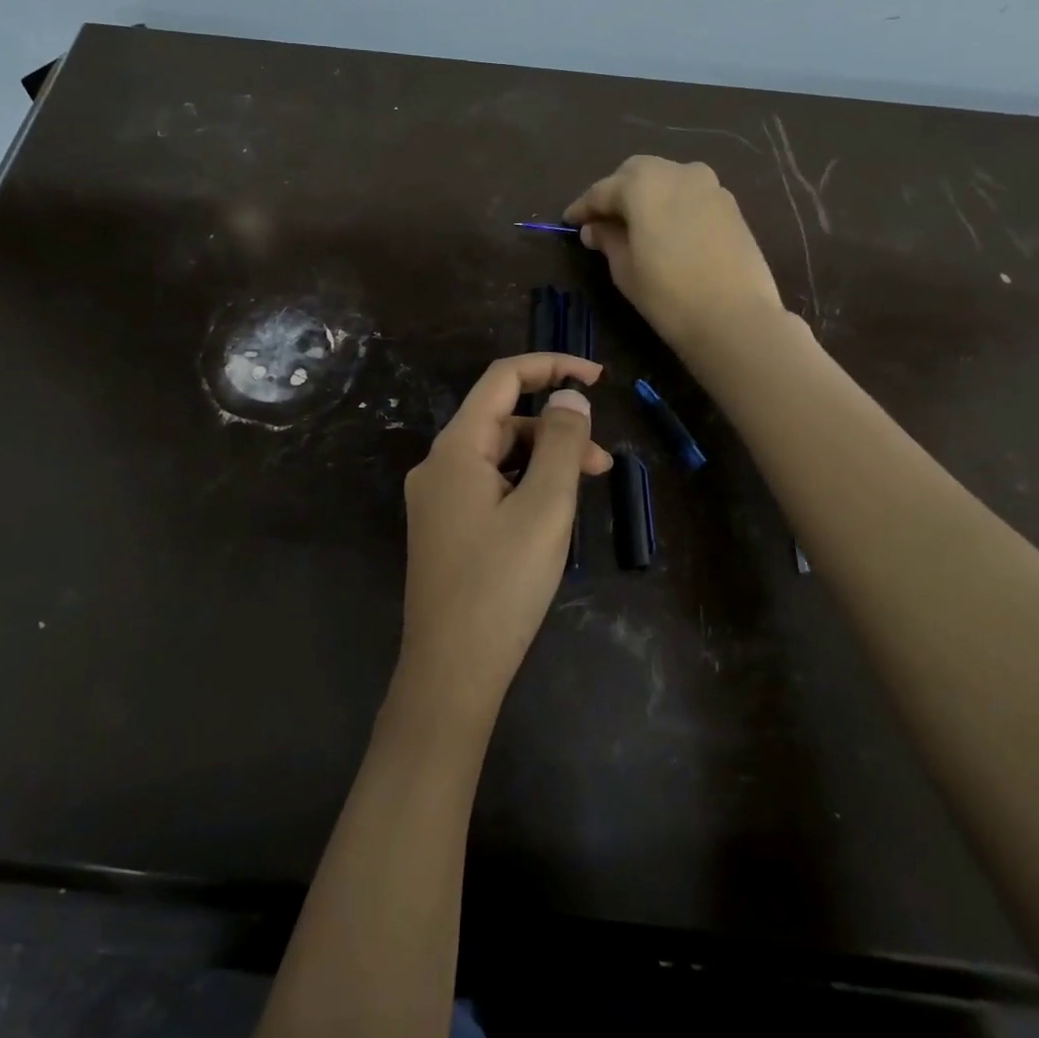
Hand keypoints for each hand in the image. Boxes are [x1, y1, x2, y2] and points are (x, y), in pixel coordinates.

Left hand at [398, 354, 611, 723]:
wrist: (451, 671)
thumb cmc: (502, 584)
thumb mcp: (546, 507)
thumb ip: (562, 444)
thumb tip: (569, 397)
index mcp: (456, 448)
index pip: (502, 378)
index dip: (550, 366)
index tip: (597, 378)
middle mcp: (438, 464)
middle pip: (502, 421)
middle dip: (555, 430)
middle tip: (602, 465)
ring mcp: (437, 498)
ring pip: (498, 457)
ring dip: (543, 462)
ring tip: (584, 493)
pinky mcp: (444, 527)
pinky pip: (488, 486)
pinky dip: (523, 487)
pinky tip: (550, 516)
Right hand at [564, 155, 787, 354]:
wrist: (735, 317)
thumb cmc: (668, 294)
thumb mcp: (625, 269)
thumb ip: (608, 240)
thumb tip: (595, 228)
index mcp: (643, 184)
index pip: (603, 190)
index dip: (583, 207)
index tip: (569, 221)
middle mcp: (677, 172)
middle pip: (637, 172)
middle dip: (616, 191)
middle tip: (602, 219)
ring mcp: (709, 186)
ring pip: (667, 178)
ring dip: (647, 194)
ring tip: (636, 223)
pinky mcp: (730, 205)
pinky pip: (691, 194)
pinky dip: (673, 204)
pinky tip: (667, 229)